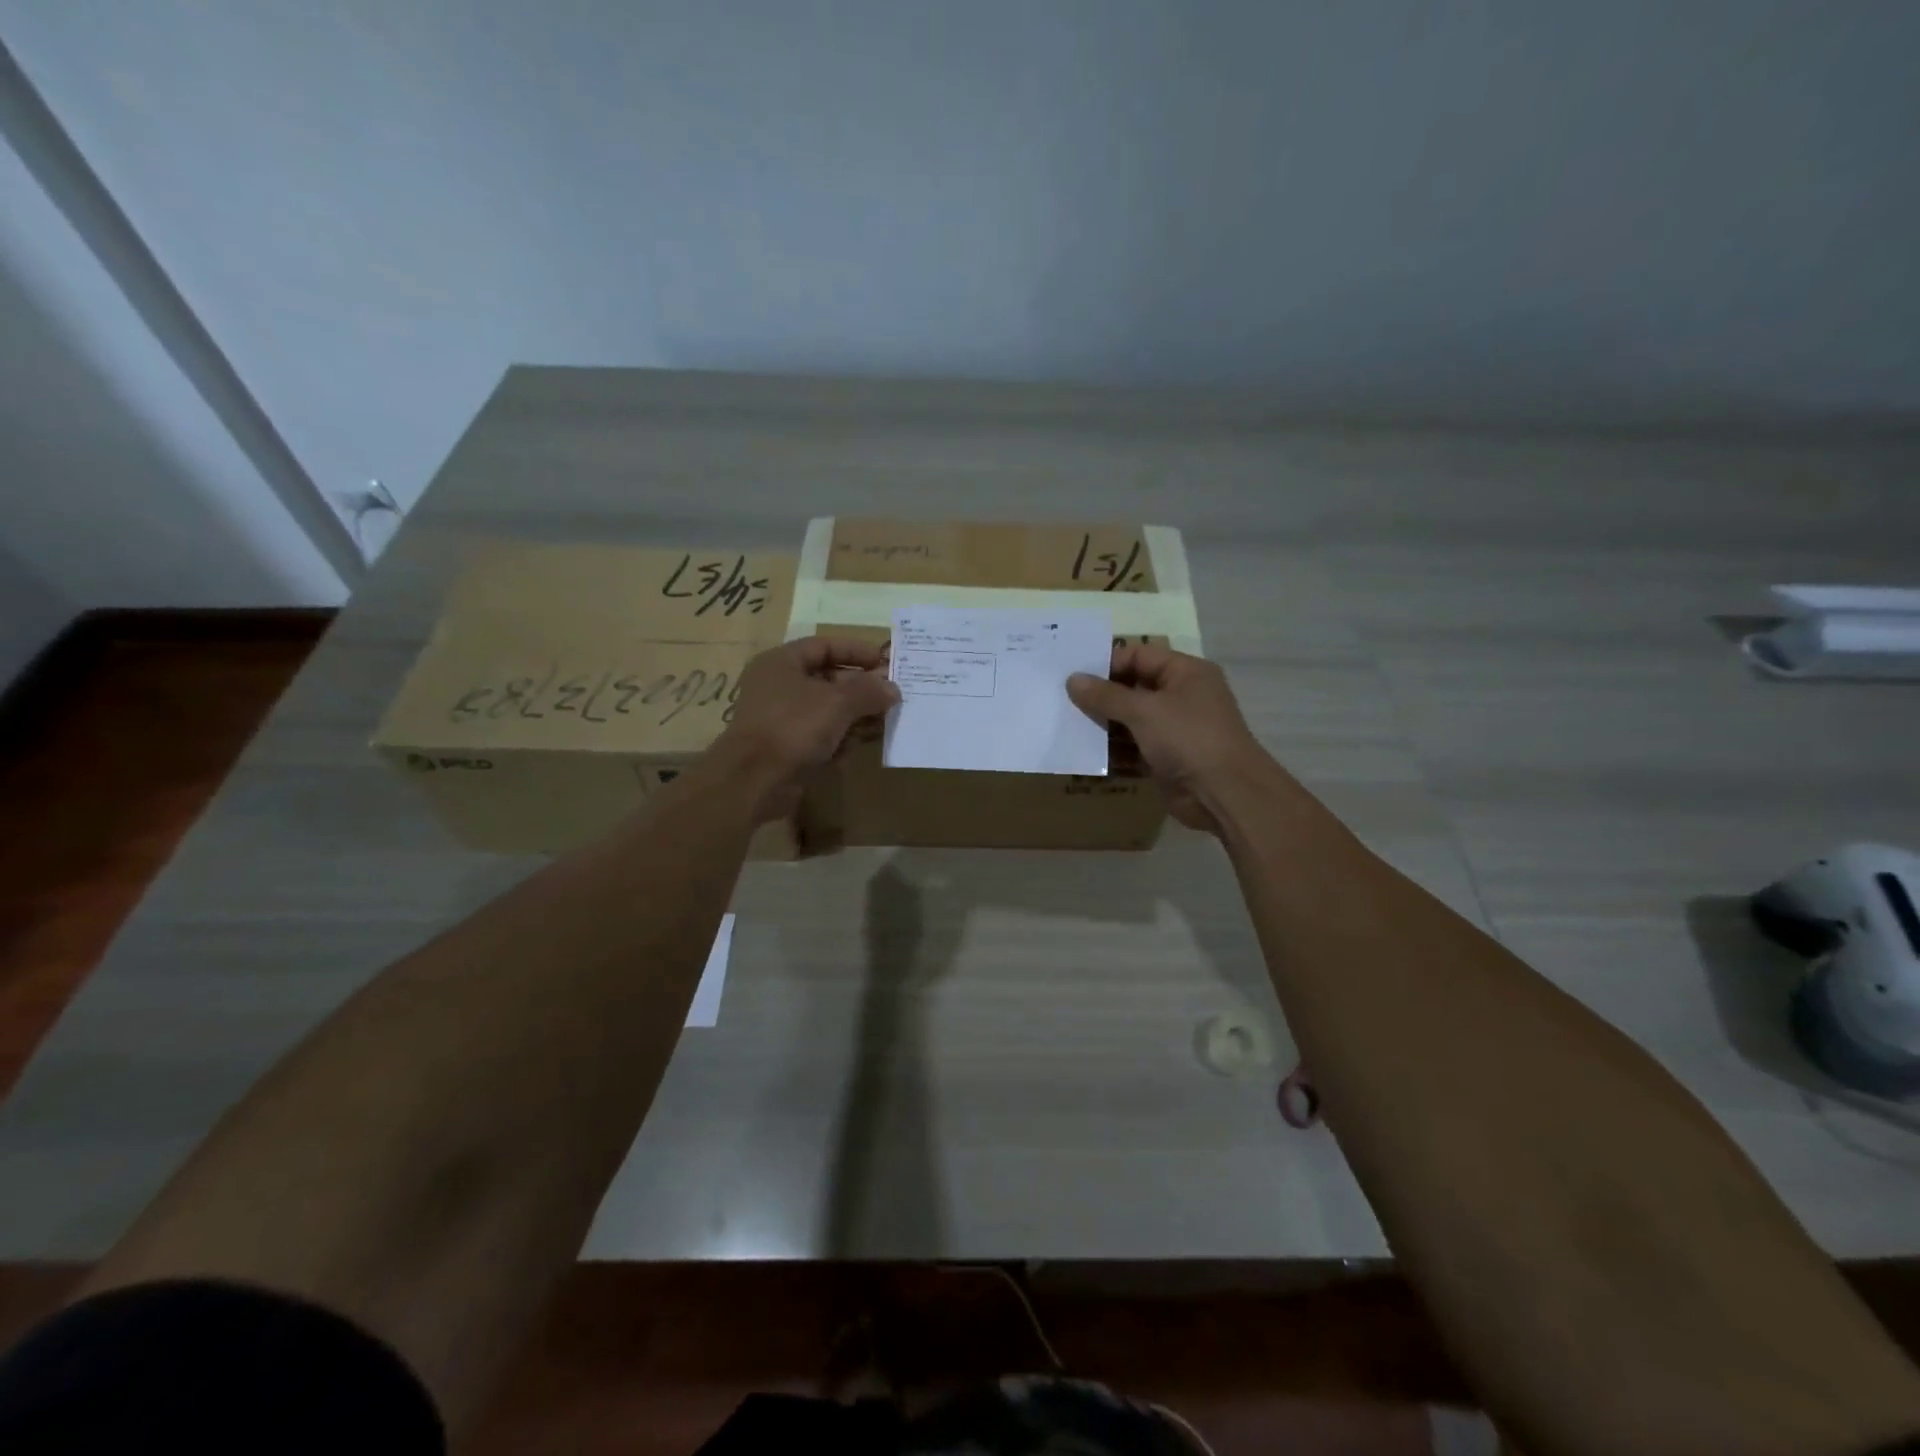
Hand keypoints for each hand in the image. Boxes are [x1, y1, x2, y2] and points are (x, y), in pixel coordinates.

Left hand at [712, 637, 898, 820]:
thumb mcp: (837, 702)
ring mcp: (783, 719)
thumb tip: (892, 688)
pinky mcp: (788, 748)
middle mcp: (780, 686)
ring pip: (828, 710)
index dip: (856, 651)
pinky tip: (867, 742)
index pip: (824, 646)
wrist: (754, 781)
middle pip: (829, 679)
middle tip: (892, 694)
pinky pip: (822, 735)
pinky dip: (843, 737)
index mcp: (782, 663)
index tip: (885, 660)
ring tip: (887, 720)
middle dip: (862, 687)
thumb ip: (868, 691)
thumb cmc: (793, 727)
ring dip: (857, 714)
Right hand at [1067, 644, 1271, 832]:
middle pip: (1133, 688)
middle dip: (1101, 696)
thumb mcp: (1144, 711)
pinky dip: (1113, 751)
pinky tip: (1085, 753)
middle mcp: (1181, 696)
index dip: (1107, 663)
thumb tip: (1073, 679)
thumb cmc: (1188, 738)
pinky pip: (1133, 748)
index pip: (1139, 656)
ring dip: (1104, 725)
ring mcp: (1174, 729)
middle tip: (1063, 700)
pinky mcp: (1166, 758)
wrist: (1225, 794)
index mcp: (1185, 673)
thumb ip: (1106, 696)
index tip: (1073, 675)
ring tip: (1068, 726)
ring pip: (1131, 720)